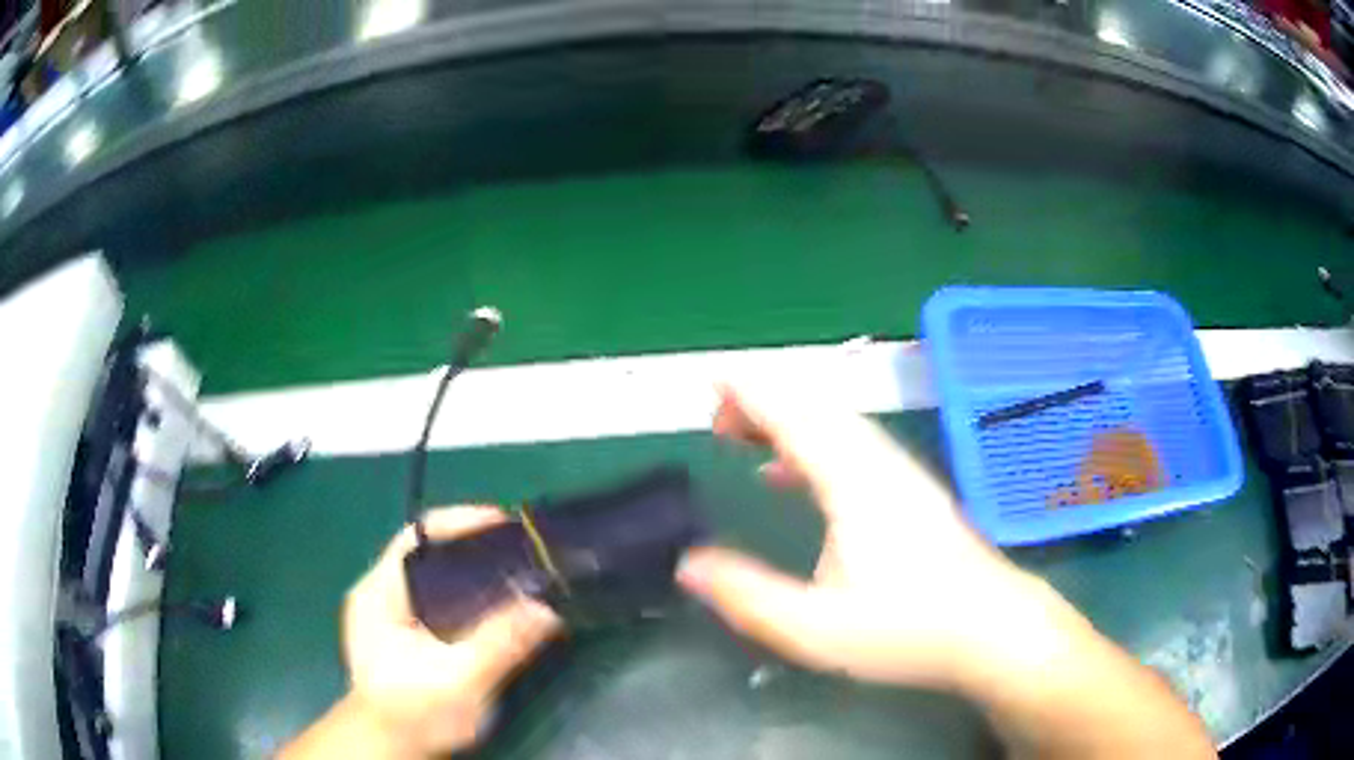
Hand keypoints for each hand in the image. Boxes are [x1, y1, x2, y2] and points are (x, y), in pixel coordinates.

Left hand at [335, 507, 560, 756]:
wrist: (390, 748)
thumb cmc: (414, 713)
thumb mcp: (460, 681)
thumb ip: (500, 644)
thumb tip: (548, 610)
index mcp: (379, 593)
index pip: (418, 537)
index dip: (460, 522)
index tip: (506, 525)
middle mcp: (380, 593)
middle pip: (429, 551)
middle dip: (475, 546)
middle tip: (522, 550)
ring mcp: (390, 614)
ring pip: (435, 575)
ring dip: (474, 570)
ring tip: (517, 572)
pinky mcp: (405, 634)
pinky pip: (439, 597)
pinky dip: (469, 593)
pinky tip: (496, 607)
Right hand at [676, 383, 1051, 689]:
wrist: (991, 627)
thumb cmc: (906, 629)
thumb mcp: (814, 628)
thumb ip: (747, 596)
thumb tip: (687, 564)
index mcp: (853, 483)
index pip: (796, 417)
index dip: (752, 393)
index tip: (713, 380)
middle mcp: (877, 463)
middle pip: (816, 408)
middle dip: (764, 400)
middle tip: (716, 416)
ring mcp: (899, 474)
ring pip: (836, 422)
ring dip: (788, 417)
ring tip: (743, 434)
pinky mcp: (910, 491)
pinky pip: (852, 445)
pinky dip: (814, 443)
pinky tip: (790, 475)